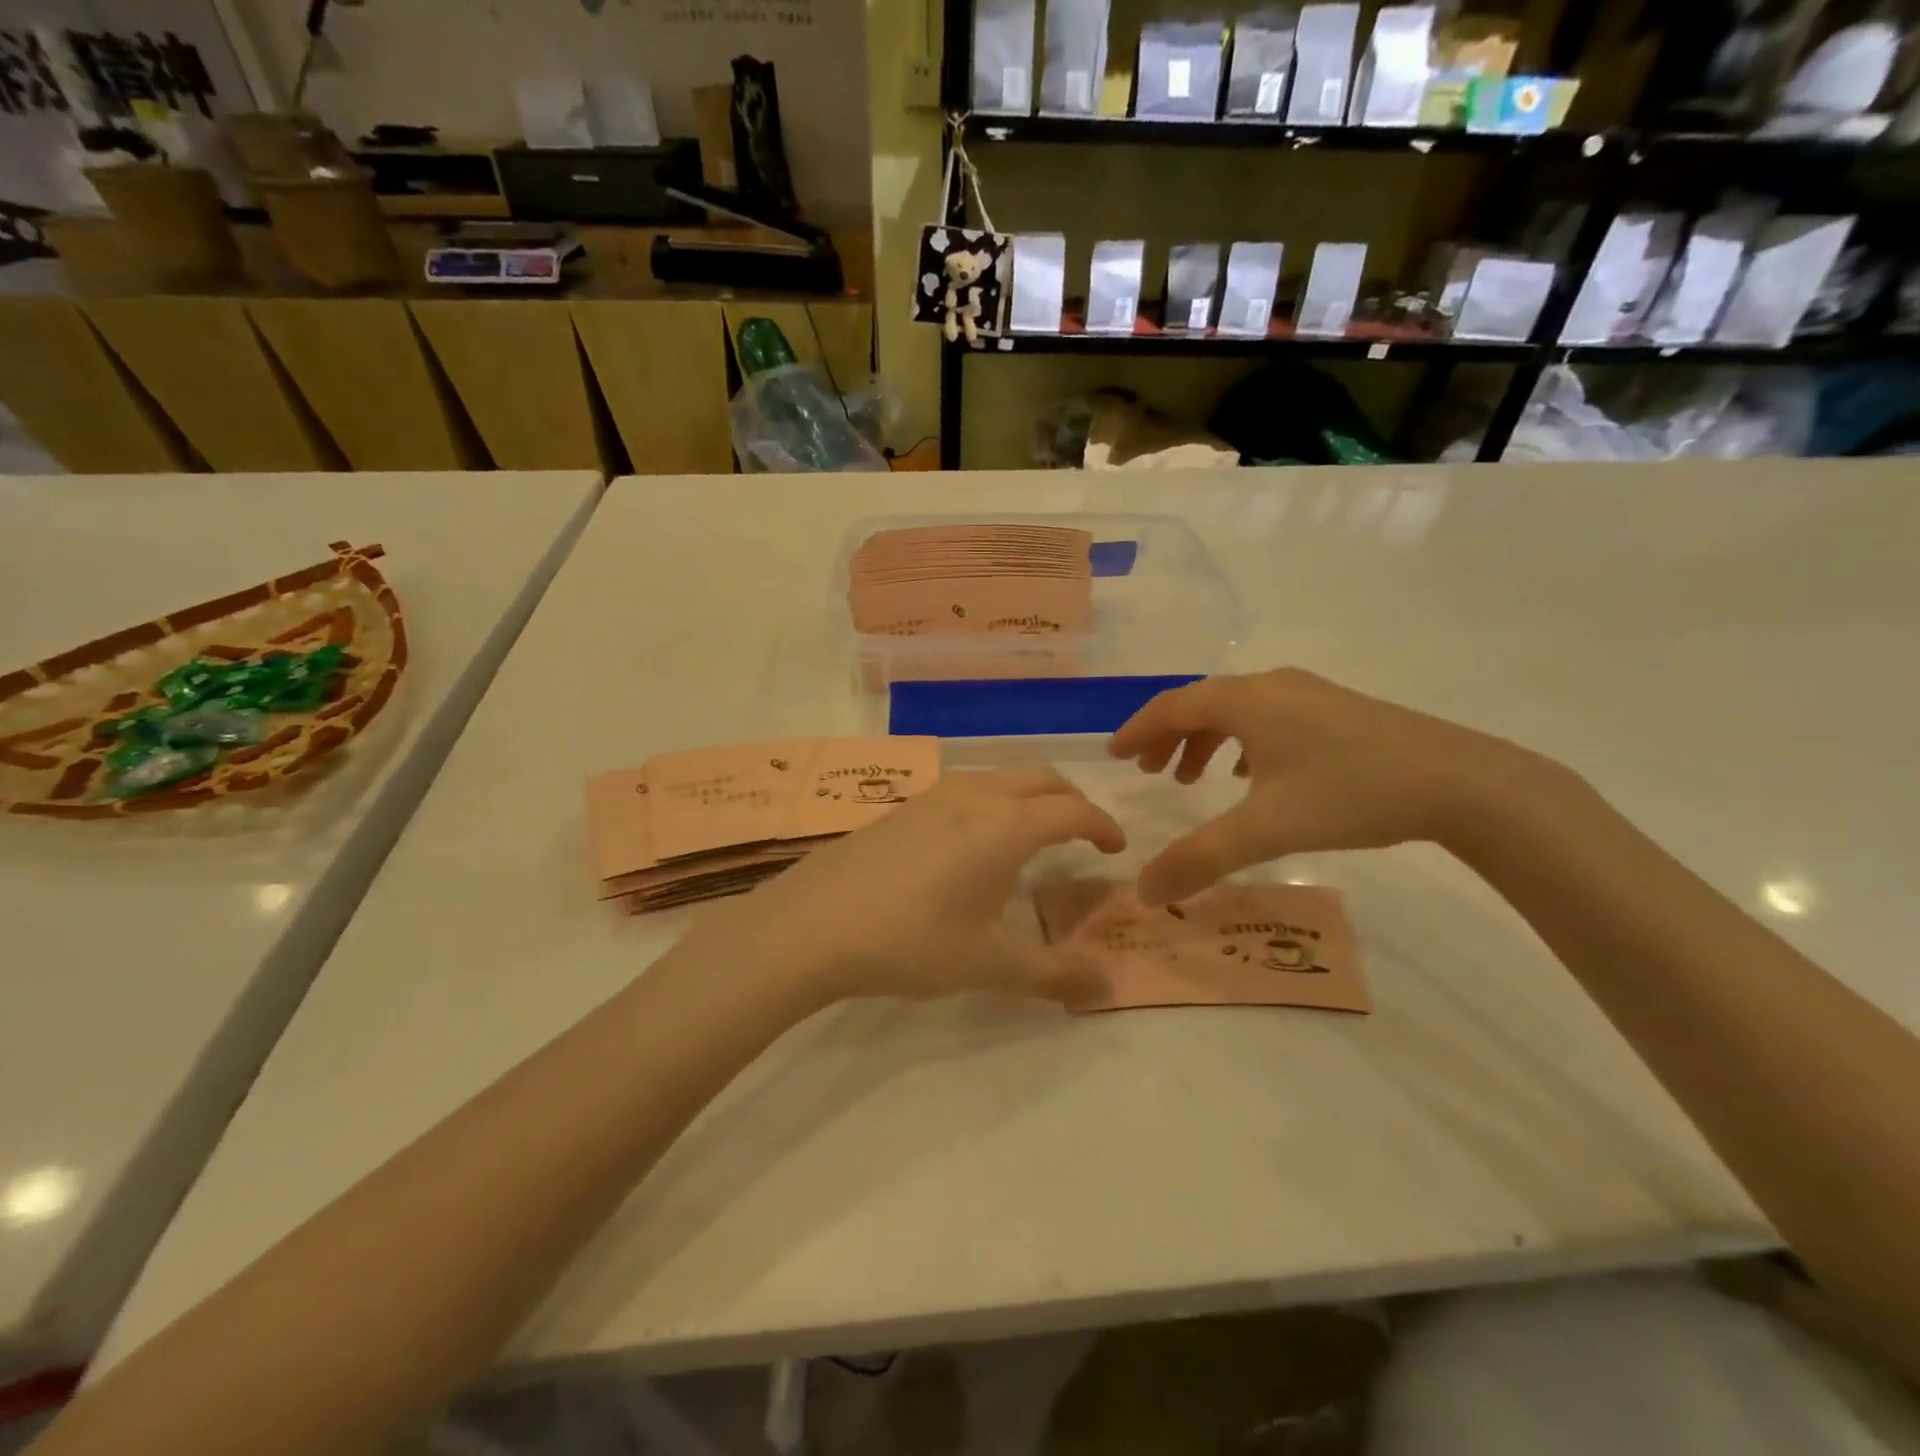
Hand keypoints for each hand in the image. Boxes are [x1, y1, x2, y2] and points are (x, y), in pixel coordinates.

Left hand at [685, 769, 1125, 1006]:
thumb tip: (1108, 989)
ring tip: (1032, 836)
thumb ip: (1053, 975)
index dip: (1101, 824)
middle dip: (1071, 801)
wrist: (813, 924)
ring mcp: (934, 795)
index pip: (1072, 810)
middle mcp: (976, 795)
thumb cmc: (912, 941)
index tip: (1115, 847)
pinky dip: (993, 802)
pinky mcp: (903, 806)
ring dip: (1029, 797)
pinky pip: (966, 789)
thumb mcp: (988, 965)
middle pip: (1040, 780)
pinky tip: (973, 843)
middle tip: (1083, 835)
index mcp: (1007, 825)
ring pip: (1000, 778)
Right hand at [1109, 669, 1561, 903]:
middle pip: (1201, 703)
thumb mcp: (1268, 829)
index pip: (1172, 706)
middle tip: (1149, 772)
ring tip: (1193, 779)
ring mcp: (1308, 695)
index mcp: (1246, 700)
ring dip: (1205, 741)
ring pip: (1237, 711)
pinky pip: (1268, 718)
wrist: (1462, 782)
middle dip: (1168, 737)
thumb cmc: (1351, 792)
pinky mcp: (1336, 711)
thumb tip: (1144, 892)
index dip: (1137, 729)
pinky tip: (1252, 776)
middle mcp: (1272, 686)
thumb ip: (1201, 859)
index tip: (1114, 755)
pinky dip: (1242, 743)